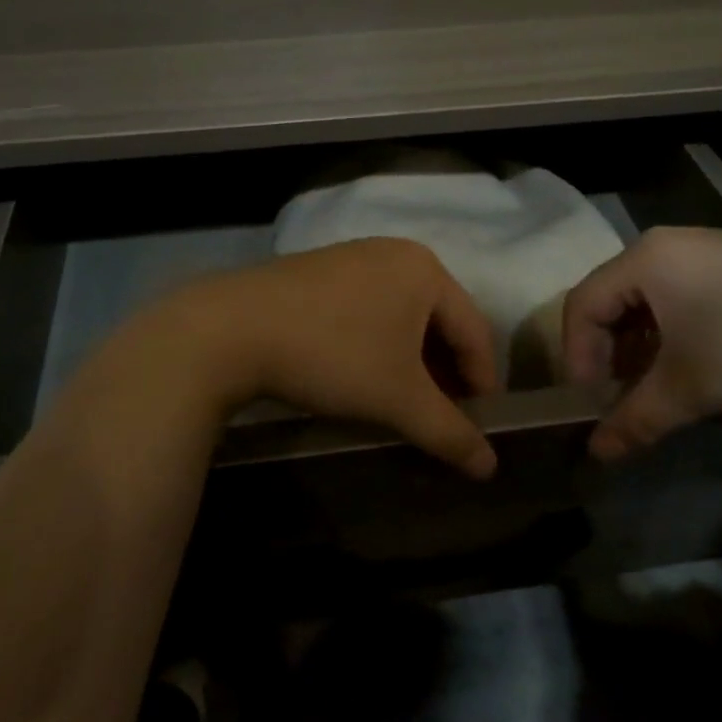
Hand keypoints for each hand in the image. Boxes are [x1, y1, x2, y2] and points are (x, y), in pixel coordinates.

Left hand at [168, 237, 502, 477]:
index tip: (478, 429)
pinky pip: (367, 310)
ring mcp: (352, 257)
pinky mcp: (318, 271)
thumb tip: (490, 467)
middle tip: (441, 419)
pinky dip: (377, 345)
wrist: (230, 329)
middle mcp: (394, 253)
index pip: (475, 332)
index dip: (482, 385)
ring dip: (411, 363)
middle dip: (444, 375)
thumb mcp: (399, 400)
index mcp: (426, 270)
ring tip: (404, 403)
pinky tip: (362, 375)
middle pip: (439, 322)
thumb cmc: (333, 356)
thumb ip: (450, 433)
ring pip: (401, 317)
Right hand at [562, 227, 721, 459]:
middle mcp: (669, 244)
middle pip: (611, 299)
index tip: (591, 404)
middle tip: (618, 399)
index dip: (576, 357)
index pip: (582, 305)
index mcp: (647, 258)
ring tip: (654, 389)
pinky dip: (672, 334)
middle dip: (607, 354)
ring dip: (640, 348)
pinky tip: (693, 366)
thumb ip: (636, 418)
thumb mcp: (694, 387)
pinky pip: (681, 296)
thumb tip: (596, 454)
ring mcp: (708, 250)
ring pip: (648, 300)